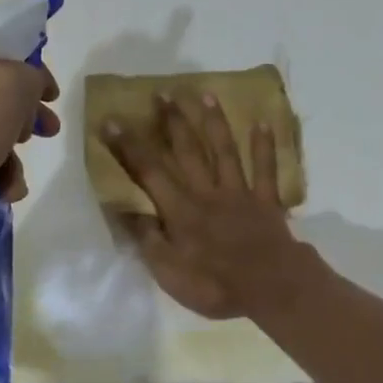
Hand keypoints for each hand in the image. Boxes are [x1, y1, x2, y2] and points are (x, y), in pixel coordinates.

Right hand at [102, 92, 312, 319]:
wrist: (270, 288)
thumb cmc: (215, 285)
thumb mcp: (169, 272)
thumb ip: (147, 239)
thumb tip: (124, 209)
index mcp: (180, 210)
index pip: (148, 172)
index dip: (128, 146)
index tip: (112, 120)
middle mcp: (207, 192)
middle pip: (187, 151)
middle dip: (172, 122)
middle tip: (161, 93)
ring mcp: (239, 193)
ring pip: (224, 151)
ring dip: (214, 122)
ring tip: (205, 94)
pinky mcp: (266, 200)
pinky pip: (265, 169)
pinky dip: (265, 146)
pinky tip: (263, 122)